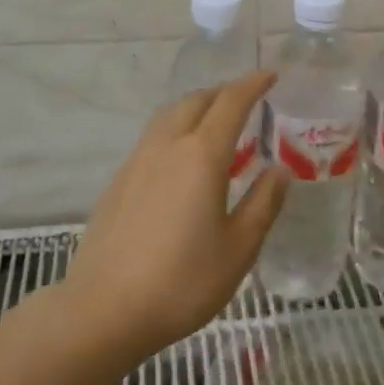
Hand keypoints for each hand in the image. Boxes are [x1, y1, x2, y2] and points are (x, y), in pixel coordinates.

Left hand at [63, 71, 287, 357]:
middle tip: (247, 99)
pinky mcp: (119, 180)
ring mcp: (137, 160)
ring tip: (215, 122)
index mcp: (201, 155)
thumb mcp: (239, 248)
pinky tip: (181, 159)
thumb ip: (263, 203)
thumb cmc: (182, 281)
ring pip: (170, 115)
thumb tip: (279, 170)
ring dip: (196, 107)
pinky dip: (176, 129)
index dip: (253, 84)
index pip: (231, 102)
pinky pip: (153, 137)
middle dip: (224, 91)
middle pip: (196, 100)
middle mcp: (167, 146)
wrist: (104, 310)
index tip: (271, 75)